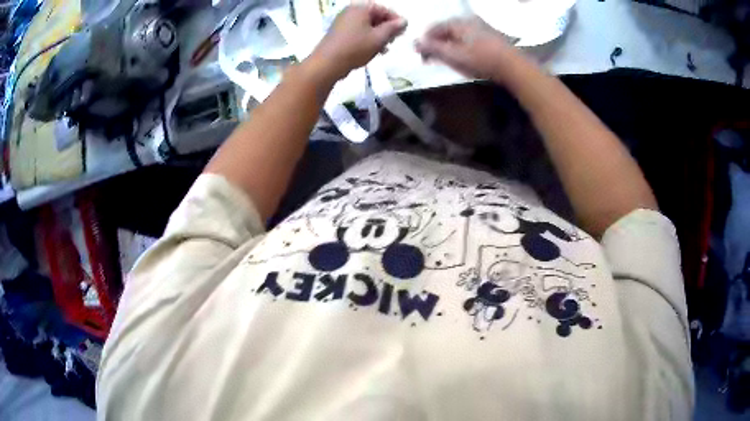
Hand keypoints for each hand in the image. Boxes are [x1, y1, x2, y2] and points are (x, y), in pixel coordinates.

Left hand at [308, 4, 406, 80]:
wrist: (327, 63)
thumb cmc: (355, 48)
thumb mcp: (379, 38)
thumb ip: (393, 28)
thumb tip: (404, 21)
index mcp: (361, 8)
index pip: (384, 10)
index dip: (396, 21)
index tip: (403, 33)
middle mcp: (351, 11)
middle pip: (375, 16)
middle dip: (387, 29)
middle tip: (394, 41)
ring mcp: (343, 21)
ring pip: (367, 25)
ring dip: (378, 35)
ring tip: (384, 49)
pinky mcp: (338, 32)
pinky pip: (358, 31)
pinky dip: (367, 38)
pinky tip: (372, 51)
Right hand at [415, 17, 522, 82]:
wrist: (514, 67)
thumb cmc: (482, 60)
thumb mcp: (454, 56)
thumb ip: (433, 49)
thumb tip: (414, 43)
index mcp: (458, 22)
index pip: (434, 28)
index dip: (425, 41)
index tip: (422, 56)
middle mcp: (469, 20)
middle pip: (447, 30)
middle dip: (438, 43)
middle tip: (434, 59)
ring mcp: (482, 26)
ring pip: (459, 34)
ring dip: (450, 45)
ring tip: (449, 59)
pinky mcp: (492, 36)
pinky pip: (470, 37)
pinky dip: (463, 45)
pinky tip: (465, 56)